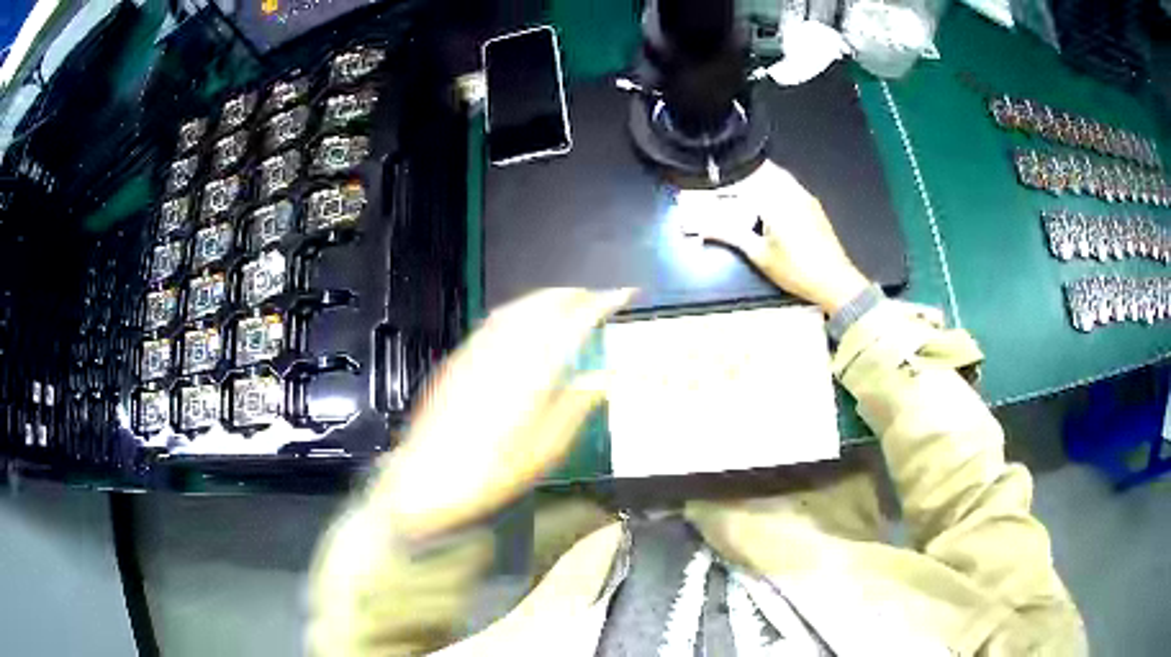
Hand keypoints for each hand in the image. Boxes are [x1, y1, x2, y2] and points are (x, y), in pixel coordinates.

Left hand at [369, 288, 634, 542]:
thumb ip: (575, 408)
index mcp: (531, 372)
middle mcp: (504, 350)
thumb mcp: (543, 452)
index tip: (625, 295)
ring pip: (518, 307)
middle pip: (544, 304)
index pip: (574, 322)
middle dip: (575, 294)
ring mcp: (477, 351)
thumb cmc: (490, 474)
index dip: (602, 303)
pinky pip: (496, 319)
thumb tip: (603, 380)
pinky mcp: (459, 358)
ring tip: (570, 303)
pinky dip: (521, 309)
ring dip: (548, 297)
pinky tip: (526, 322)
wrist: (425, 479)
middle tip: (599, 300)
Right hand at [680, 161, 869, 313]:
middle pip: (766, 170)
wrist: (835, 282)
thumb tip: (704, 229)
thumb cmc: (796, 270)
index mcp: (777, 199)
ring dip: (763, 180)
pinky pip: (791, 187)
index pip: (749, 175)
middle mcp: (793, 191)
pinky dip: (777, 188)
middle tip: (730, 185)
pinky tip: (771, 206)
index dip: (730, 175)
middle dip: (747, 175)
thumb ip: (731, 235)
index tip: (716, 180)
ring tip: (747, 193)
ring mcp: (806, 198)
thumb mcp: (759, 255)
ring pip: (781, 177)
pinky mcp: (814, 207)